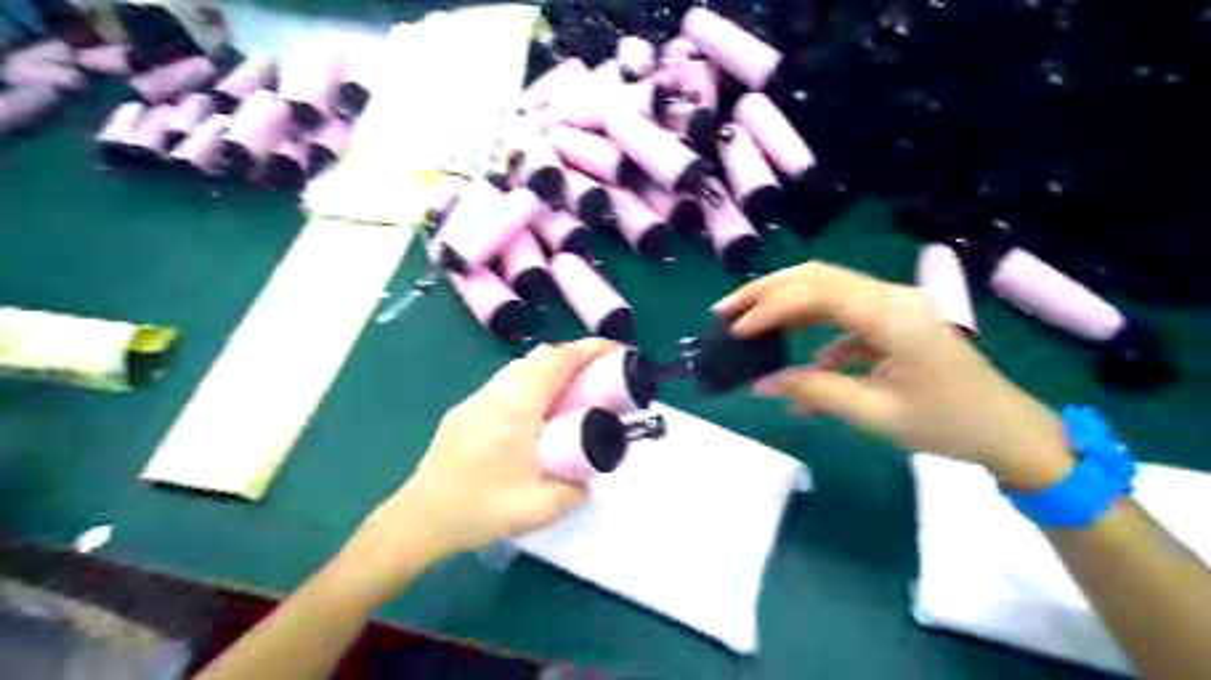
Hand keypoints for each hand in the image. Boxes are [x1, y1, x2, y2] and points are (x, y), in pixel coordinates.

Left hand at [341, 343, 618, 602]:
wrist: (419, 519)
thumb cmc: (481, 508)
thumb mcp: (541, 508)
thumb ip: (576, 491)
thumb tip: (591, 479)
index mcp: (517, 407)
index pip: (556, 360)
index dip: (588, 349)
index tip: (615, 351)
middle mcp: (496, 393)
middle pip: (538, 358)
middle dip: (572, 358)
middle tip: (597, 377)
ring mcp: (475, 400)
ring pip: (519, 369)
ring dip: (548, 371)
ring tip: (569, 396)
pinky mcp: (463, 412)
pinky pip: (503, 385)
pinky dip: (528, 386)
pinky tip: (533, 417)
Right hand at [711, 259, 1073, 488]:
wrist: (1008, 430)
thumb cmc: (948, 424)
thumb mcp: (875, 414)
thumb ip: (814, 392)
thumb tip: (761, 383)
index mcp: (890, 315)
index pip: (816, 293)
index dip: (770, 308)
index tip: (736, 332)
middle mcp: (890, 297)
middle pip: (816, 277)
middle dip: (766, 292)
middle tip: (725, 311)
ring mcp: (892, 304)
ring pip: (826, 289)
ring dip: (783, 303)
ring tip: (746, 323)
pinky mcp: (892, 319)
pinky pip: (842, 315)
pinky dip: (812, 332)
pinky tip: (801, 365)